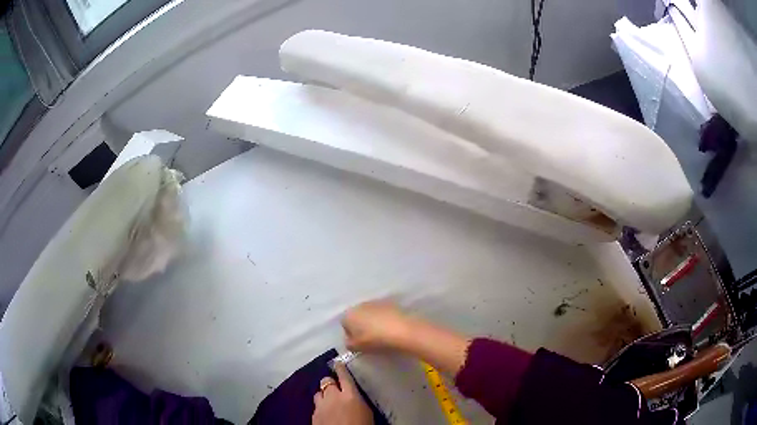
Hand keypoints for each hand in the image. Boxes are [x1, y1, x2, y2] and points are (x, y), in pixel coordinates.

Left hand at [312, 363, 373, 424]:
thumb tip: (354, 395)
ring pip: (318, 392)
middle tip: (335, 388)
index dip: (340, 368)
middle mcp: (333, 396)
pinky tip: (325, 412)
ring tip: (329, 401)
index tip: (338, 362)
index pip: (344, 375)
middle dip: (330, 383)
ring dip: (324, 395)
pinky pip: (316, 405)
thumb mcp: (367, 412)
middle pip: (327, 381)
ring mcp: (321, 405)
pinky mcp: (314, 414)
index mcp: (350, 395)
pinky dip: (320, 406)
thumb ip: (358, 400)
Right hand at [342, 301, 412, 351]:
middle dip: (361, 326)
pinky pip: (382, 312)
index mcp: (349, 315)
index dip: (351, 335)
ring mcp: (375, 302)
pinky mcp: (390, 303)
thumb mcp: (357, 347)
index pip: (345, 325)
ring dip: (373, 321)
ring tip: (381, 333)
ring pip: (370, 313)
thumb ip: (349, 344)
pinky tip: (391, 328)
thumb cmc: (375, 340)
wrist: (402, 330)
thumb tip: (350, 341)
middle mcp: (360, 305)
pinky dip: (384, 319)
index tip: (359, 343)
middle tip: (369, 339)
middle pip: (357, 317)